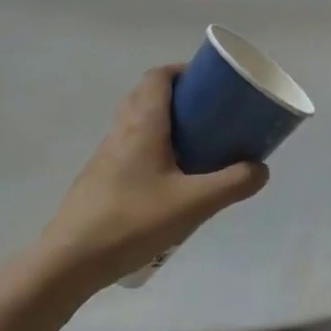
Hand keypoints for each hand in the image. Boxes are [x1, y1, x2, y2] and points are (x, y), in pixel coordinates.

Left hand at [37, 66, 267, 292]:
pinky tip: (165, 180)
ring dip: (161, 122)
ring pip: (134, 122)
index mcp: (142, 124)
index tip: (207, 82)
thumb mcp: (192, 204)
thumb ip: (231, 184)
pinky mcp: (98, 179)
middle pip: (145, 95)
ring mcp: (105, 155)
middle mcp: (121, 131)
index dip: (181, 70)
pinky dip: (148, 147)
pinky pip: (127, 147)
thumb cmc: (132, 220)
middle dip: (175, 95)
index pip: (157, 77)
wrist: (70, 260)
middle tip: (205, 113)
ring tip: (191, 145)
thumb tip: (261, 169)